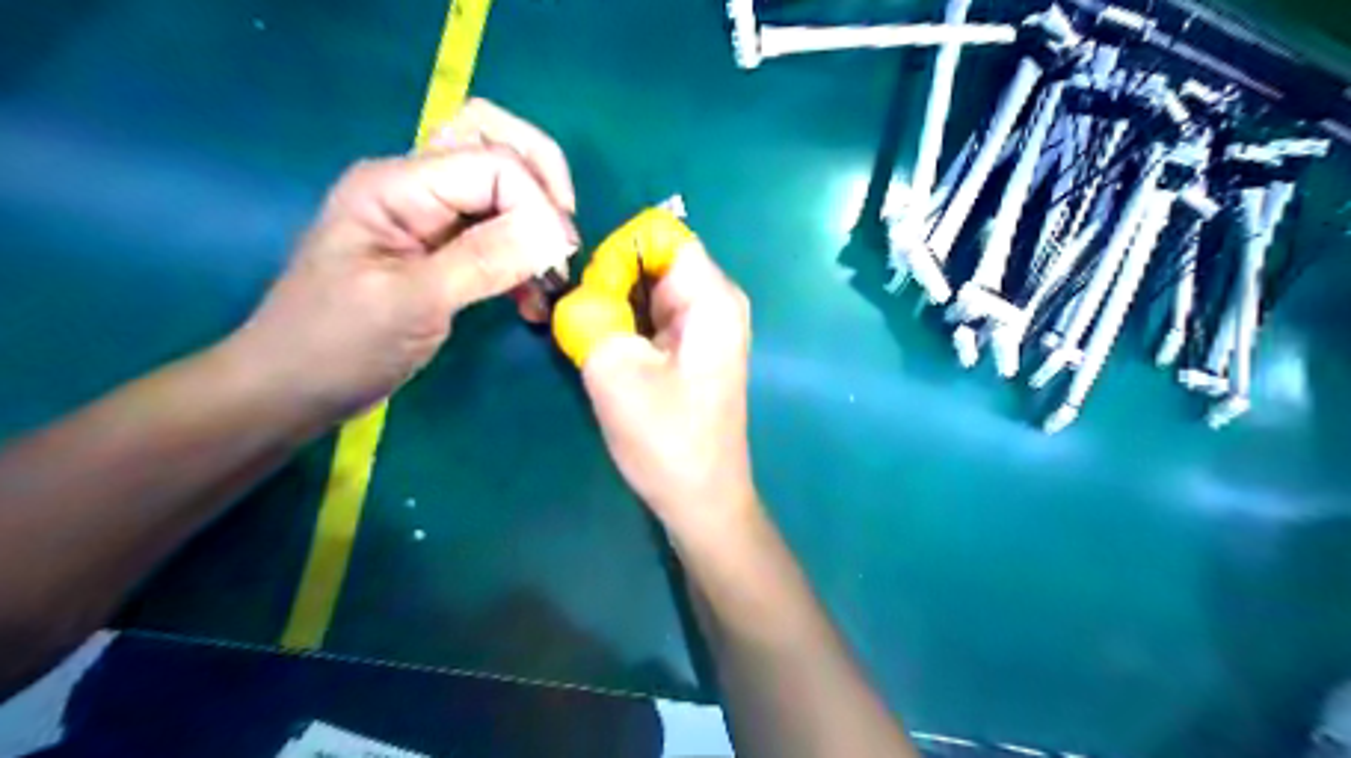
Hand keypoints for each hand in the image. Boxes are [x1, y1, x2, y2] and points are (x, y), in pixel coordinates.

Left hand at [230, 97, 573, 420]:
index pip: (493, 163)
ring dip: (537, 229)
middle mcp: (415, 187)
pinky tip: (533, 303)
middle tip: (562, 244)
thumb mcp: (412, 303)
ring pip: (503, 192)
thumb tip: (555, 232)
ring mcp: (428, 219)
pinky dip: (524, 262)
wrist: (291, 389)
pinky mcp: (441, 252)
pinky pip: (497, 237)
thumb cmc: (337, 346)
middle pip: (496, 145)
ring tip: (550, 284)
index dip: (537, 203)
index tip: (559, 259)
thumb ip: (484, 260)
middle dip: (543, 189)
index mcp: (397, 186)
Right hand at [582, 240, 756, 532]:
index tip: (593, 294)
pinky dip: (622, 322)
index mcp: (710, 298)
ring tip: (585, 338)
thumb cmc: (667, 441)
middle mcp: (714, 300)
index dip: (618, 252)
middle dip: (609, 279)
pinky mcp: (689, 346)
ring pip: (646, 286)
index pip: (659, 232)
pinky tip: (603, 351)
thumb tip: (576, 292)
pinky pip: (650, 313)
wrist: (701, 498)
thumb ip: (589, 315)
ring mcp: (703, 324)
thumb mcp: (615, 372)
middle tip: (578, 320)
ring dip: (611, 303)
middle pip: (652, 257)